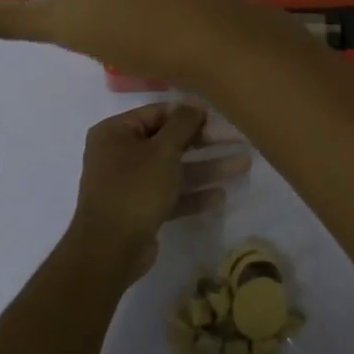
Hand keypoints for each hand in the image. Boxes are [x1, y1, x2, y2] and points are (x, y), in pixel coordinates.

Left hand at [65, 102, 250, 281]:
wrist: (109, 251)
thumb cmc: (134, 188)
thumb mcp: (162, 150)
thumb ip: (182, 124)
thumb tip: (193, 102)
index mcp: (115, 132)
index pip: (158, 113)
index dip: (189, 113)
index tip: (218, 116)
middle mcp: (119, 154)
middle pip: (169, 141)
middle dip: (205, 143)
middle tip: (238, 140)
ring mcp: (130, 184)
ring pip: (174, 170)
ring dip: (207, 168)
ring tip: (244, 165)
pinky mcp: (141, 210)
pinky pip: (170, 195)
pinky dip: (193, 194)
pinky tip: (220, 195)